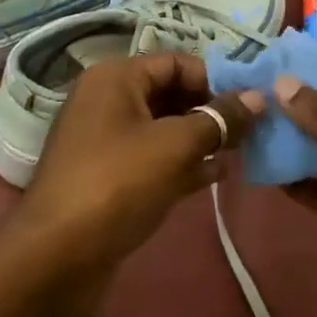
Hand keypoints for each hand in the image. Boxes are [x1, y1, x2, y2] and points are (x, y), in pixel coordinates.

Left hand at [12, 53, 263, 279]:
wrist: (58, 254)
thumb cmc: (118, 184)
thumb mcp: (175, 146)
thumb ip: (220, 119)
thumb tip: (258, 97)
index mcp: (115, 78)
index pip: (176, 62)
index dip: (215, 79)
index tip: (251, 104)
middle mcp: (107, 100)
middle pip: (170, 93)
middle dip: (211, 110)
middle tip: (252, 131)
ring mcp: (106, 139)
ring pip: (164, 128)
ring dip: (202, 138)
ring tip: (242, 153)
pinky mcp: (109, 175)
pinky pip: (153, 157)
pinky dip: (184, 162)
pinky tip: (217, 176)